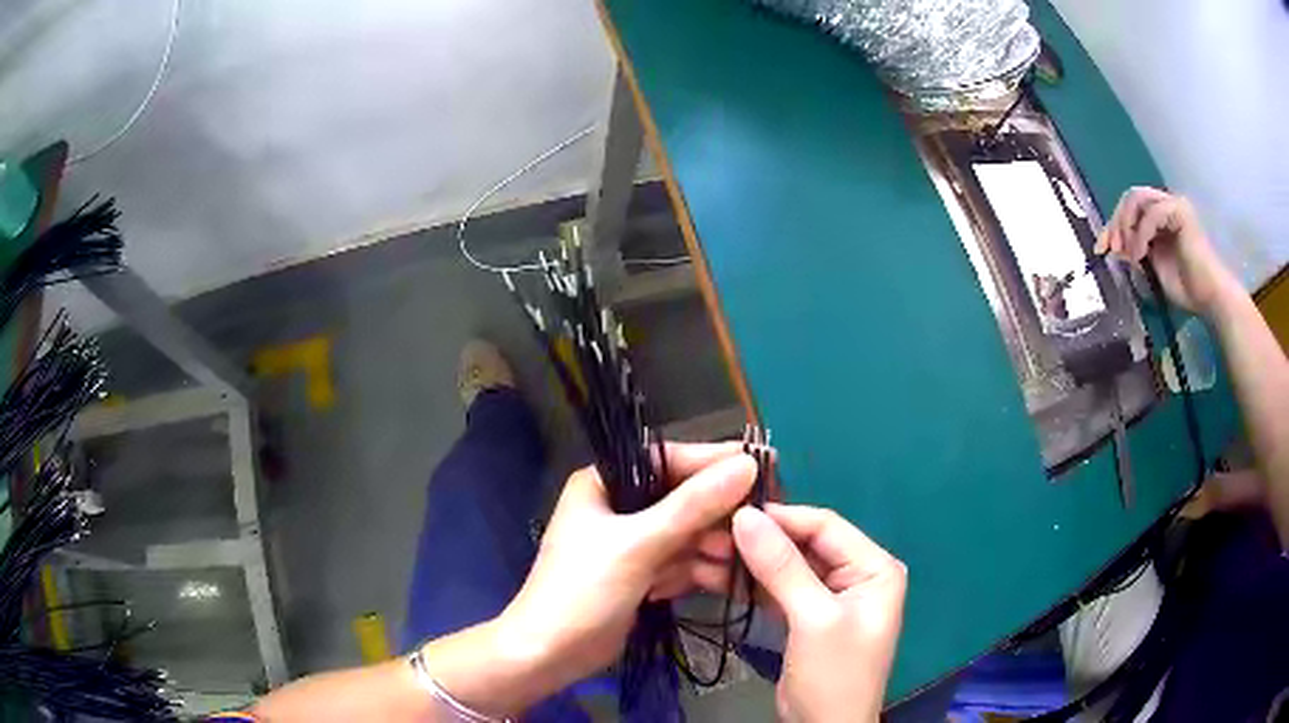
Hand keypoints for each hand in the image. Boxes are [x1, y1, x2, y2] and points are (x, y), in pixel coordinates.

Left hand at [494, 443, 756, 699]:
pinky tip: (707, 583)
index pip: (668, 460)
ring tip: (737, 561)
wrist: (551, 654)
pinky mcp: (640, 573)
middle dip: (716, 517)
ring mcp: (631, 542)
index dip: (714, 463)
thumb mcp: (639, 545)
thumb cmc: (584, 591)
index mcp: (605, 483)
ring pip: (686, 534)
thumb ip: (693, 506)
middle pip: (683, 499)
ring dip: (709, 549)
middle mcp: (619, 506)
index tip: (764, 466)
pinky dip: (693, 571)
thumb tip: (746, 464)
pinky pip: (680, 561)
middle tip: (761, 523)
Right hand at [721, 505, 906, 722]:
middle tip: (709, 533)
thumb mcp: (813, 619)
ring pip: (786, 566)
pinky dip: (749, 584)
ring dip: (748, 561)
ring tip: (703, 551)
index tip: (731, 512)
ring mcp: (829, 597)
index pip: (825, 526)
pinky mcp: (805, 617)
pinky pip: (777, 589)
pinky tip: (715, 575)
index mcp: (874, 567)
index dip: (780, 517)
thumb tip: (745, 516)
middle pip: (803, 544)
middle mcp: (856, 574)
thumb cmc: (834, 674)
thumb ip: (782, 567)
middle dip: (758, 540)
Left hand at [1094, 187, 1241, 318]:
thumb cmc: (1186, 288)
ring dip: (1126, 225)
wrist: (1208, 298)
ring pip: (1137, 199)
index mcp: (1160, 218)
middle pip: (1130, 198)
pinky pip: (1151, 214)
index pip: (1130, 208)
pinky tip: (1139, 255)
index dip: (1113, 225)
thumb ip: (1136, 253)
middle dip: (1116, 222)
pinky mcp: (1179, 211)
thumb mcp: (1152, 268)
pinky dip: (1141, 233)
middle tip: (1111, 247)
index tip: (1101, 247)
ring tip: (1128, 252)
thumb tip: (1115, 246)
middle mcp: (1165, 205)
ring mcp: (1173, 205)